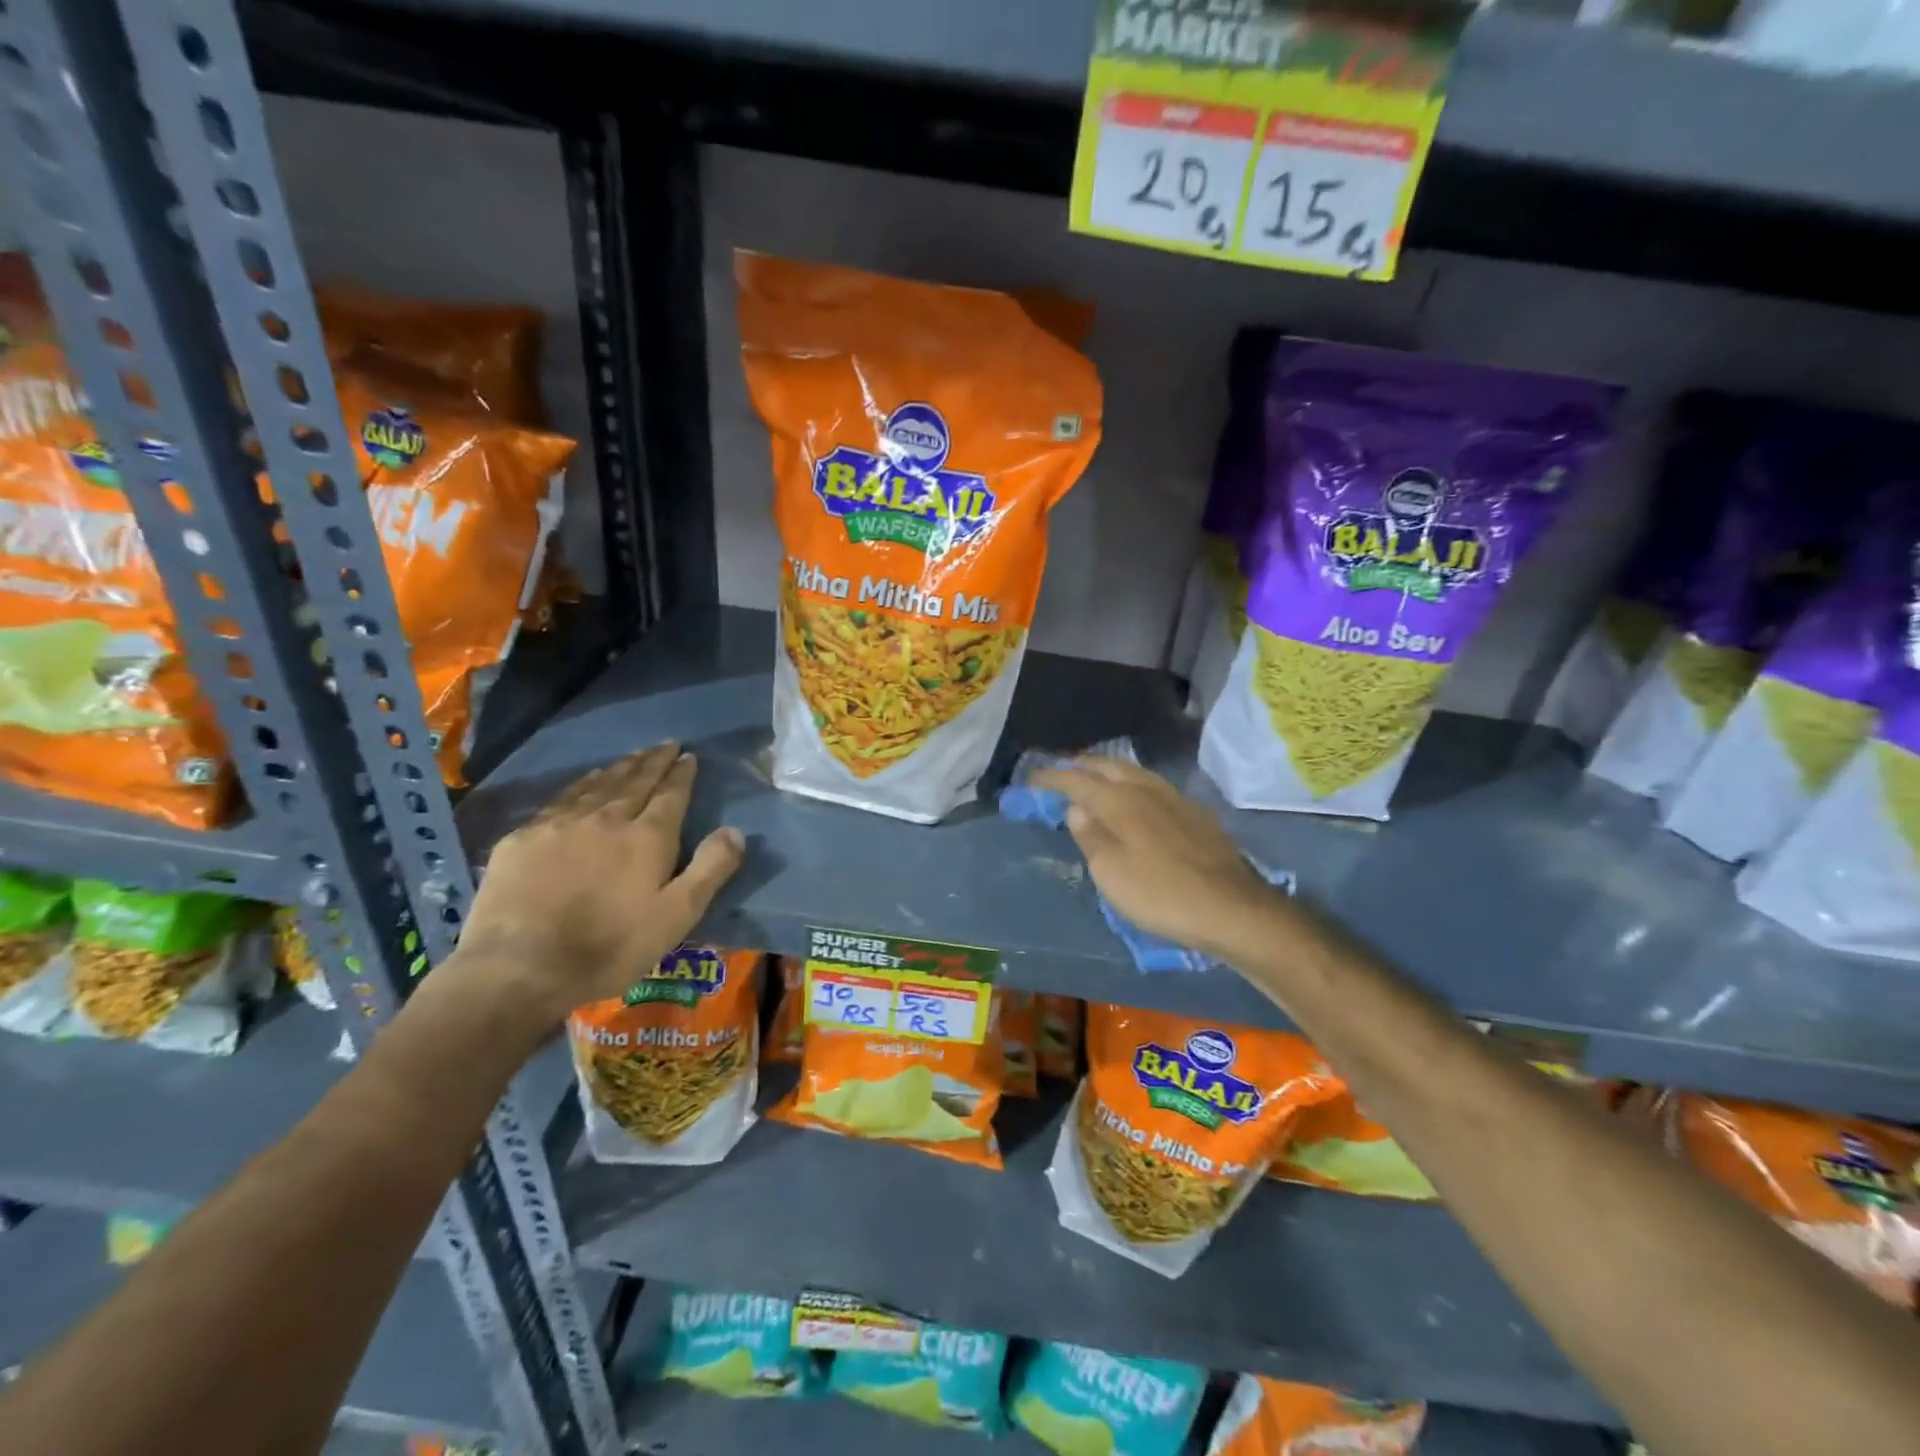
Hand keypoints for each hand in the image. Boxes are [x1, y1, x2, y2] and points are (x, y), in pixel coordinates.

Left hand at [451, 743, 744, 1023]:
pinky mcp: (523, 838)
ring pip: (597, 785)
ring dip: (619, 768)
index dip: (681, 774)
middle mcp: (607, 818)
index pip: (670, 794)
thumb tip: (735, 830)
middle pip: (635, 781)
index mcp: (647, 837)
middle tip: (665, 744)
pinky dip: (580, 785)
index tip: (688, 756)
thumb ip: (710, 869)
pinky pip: (561, 799)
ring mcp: (560, 824)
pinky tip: (583, 784)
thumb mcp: (677, 916)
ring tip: (632, 757)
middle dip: (653, 761)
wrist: (519, 966)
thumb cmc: (609, 946)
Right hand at [1029, 757, 1282, 958]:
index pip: (1077, 779)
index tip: (1032, 778)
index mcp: (1120, 801)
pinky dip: (1133, 784)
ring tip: (1095, 777)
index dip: (1052, 777)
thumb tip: (1076, 808)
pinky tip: (1136, 798)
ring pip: (1134, 771)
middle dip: (1081, 764)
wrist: (1231, 908)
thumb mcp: (1111, 873)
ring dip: (1109, 770)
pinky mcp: (1196, 813)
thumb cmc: (1160, 894)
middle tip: (1062, 771)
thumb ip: (1090, 837)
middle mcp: (1146, 789)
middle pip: (1108, 765)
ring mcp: (1176, 798)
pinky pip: (1154, 785)